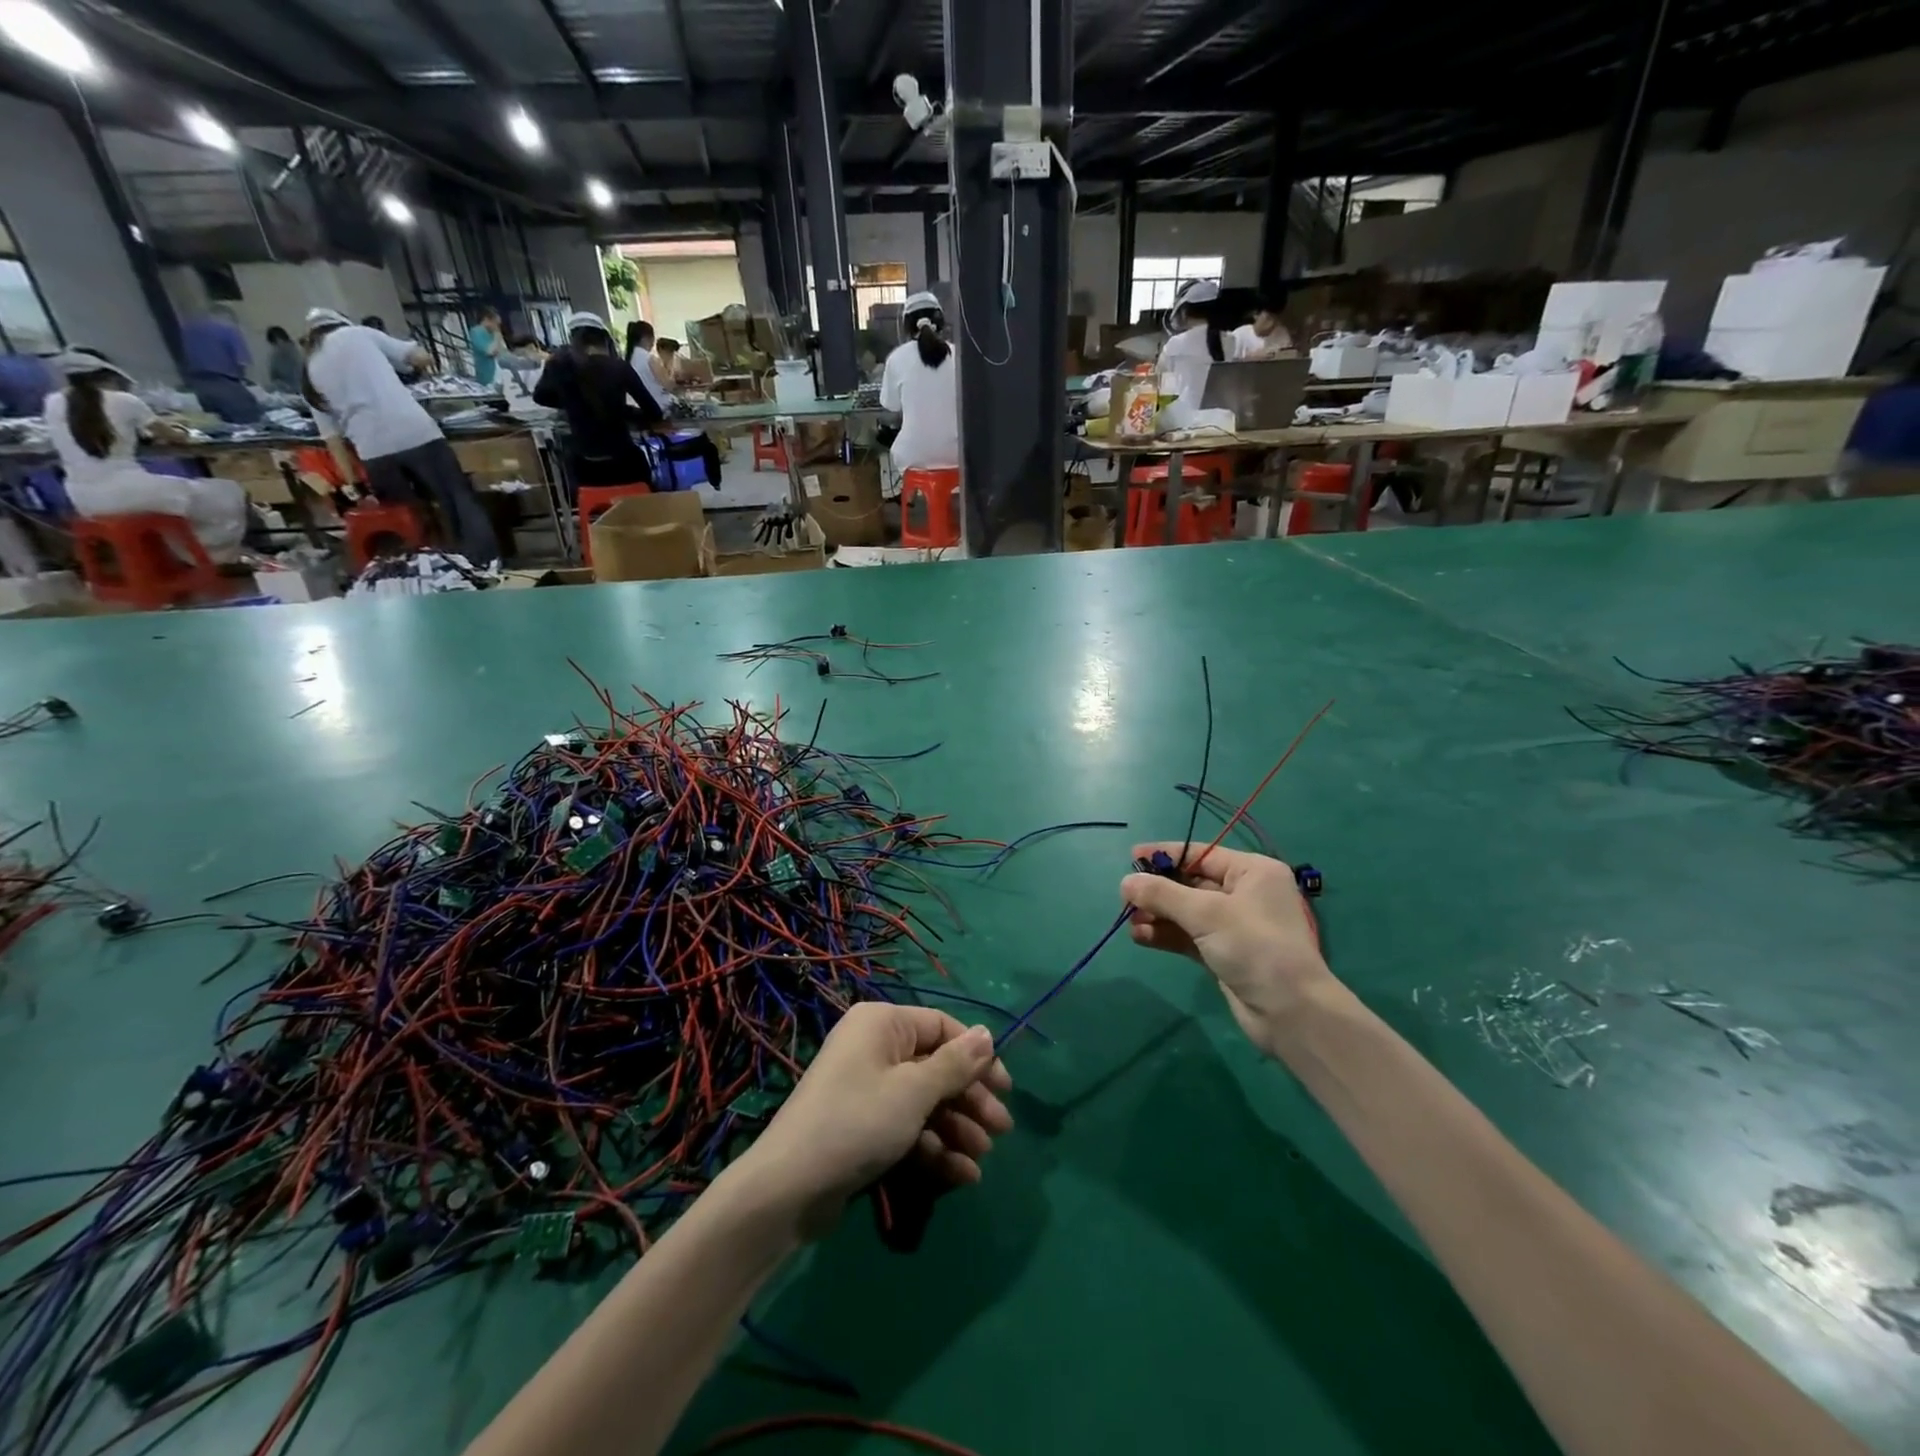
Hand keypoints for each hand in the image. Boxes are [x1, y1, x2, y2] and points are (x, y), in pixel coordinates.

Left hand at [731, 1003, 1011, 1238]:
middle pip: (936, 1066)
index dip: (977, 1056)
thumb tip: (988, 1033)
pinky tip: (961, 1176)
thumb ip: (956, 1064)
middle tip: (1002, 1131)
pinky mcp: (863, 1127)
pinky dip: (933, 1148)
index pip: (942, 1027)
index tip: (1006, 1089)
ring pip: (925, 1101)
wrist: (789, 1189)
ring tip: (981, 1160)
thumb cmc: (858, 1122)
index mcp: (883, 1024)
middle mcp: (875, 1048)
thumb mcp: (914, 1091)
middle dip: (970, 1100)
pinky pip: (907, 1127)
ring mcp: (867, 1089)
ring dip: (956, 1129)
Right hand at [1121, 841, 1335, 1051]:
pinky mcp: (1224, 953)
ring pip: (1186, 912)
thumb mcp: (1206, 914)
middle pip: (1190, 883)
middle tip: (1125, 898)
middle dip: (1157, 890)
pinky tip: (1140, 937)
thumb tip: (1125, 882)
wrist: (1290, 1013)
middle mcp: (1244, 893)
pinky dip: (1165, 935)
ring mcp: (1234, 926)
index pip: (1201, 854)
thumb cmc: (1255, 947)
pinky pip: (1188, 936)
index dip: (1165, 855)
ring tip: (1129, 920)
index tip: (1131, 858)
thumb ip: (1162, 894)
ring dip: (1157, 915)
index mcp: (1252, 872)